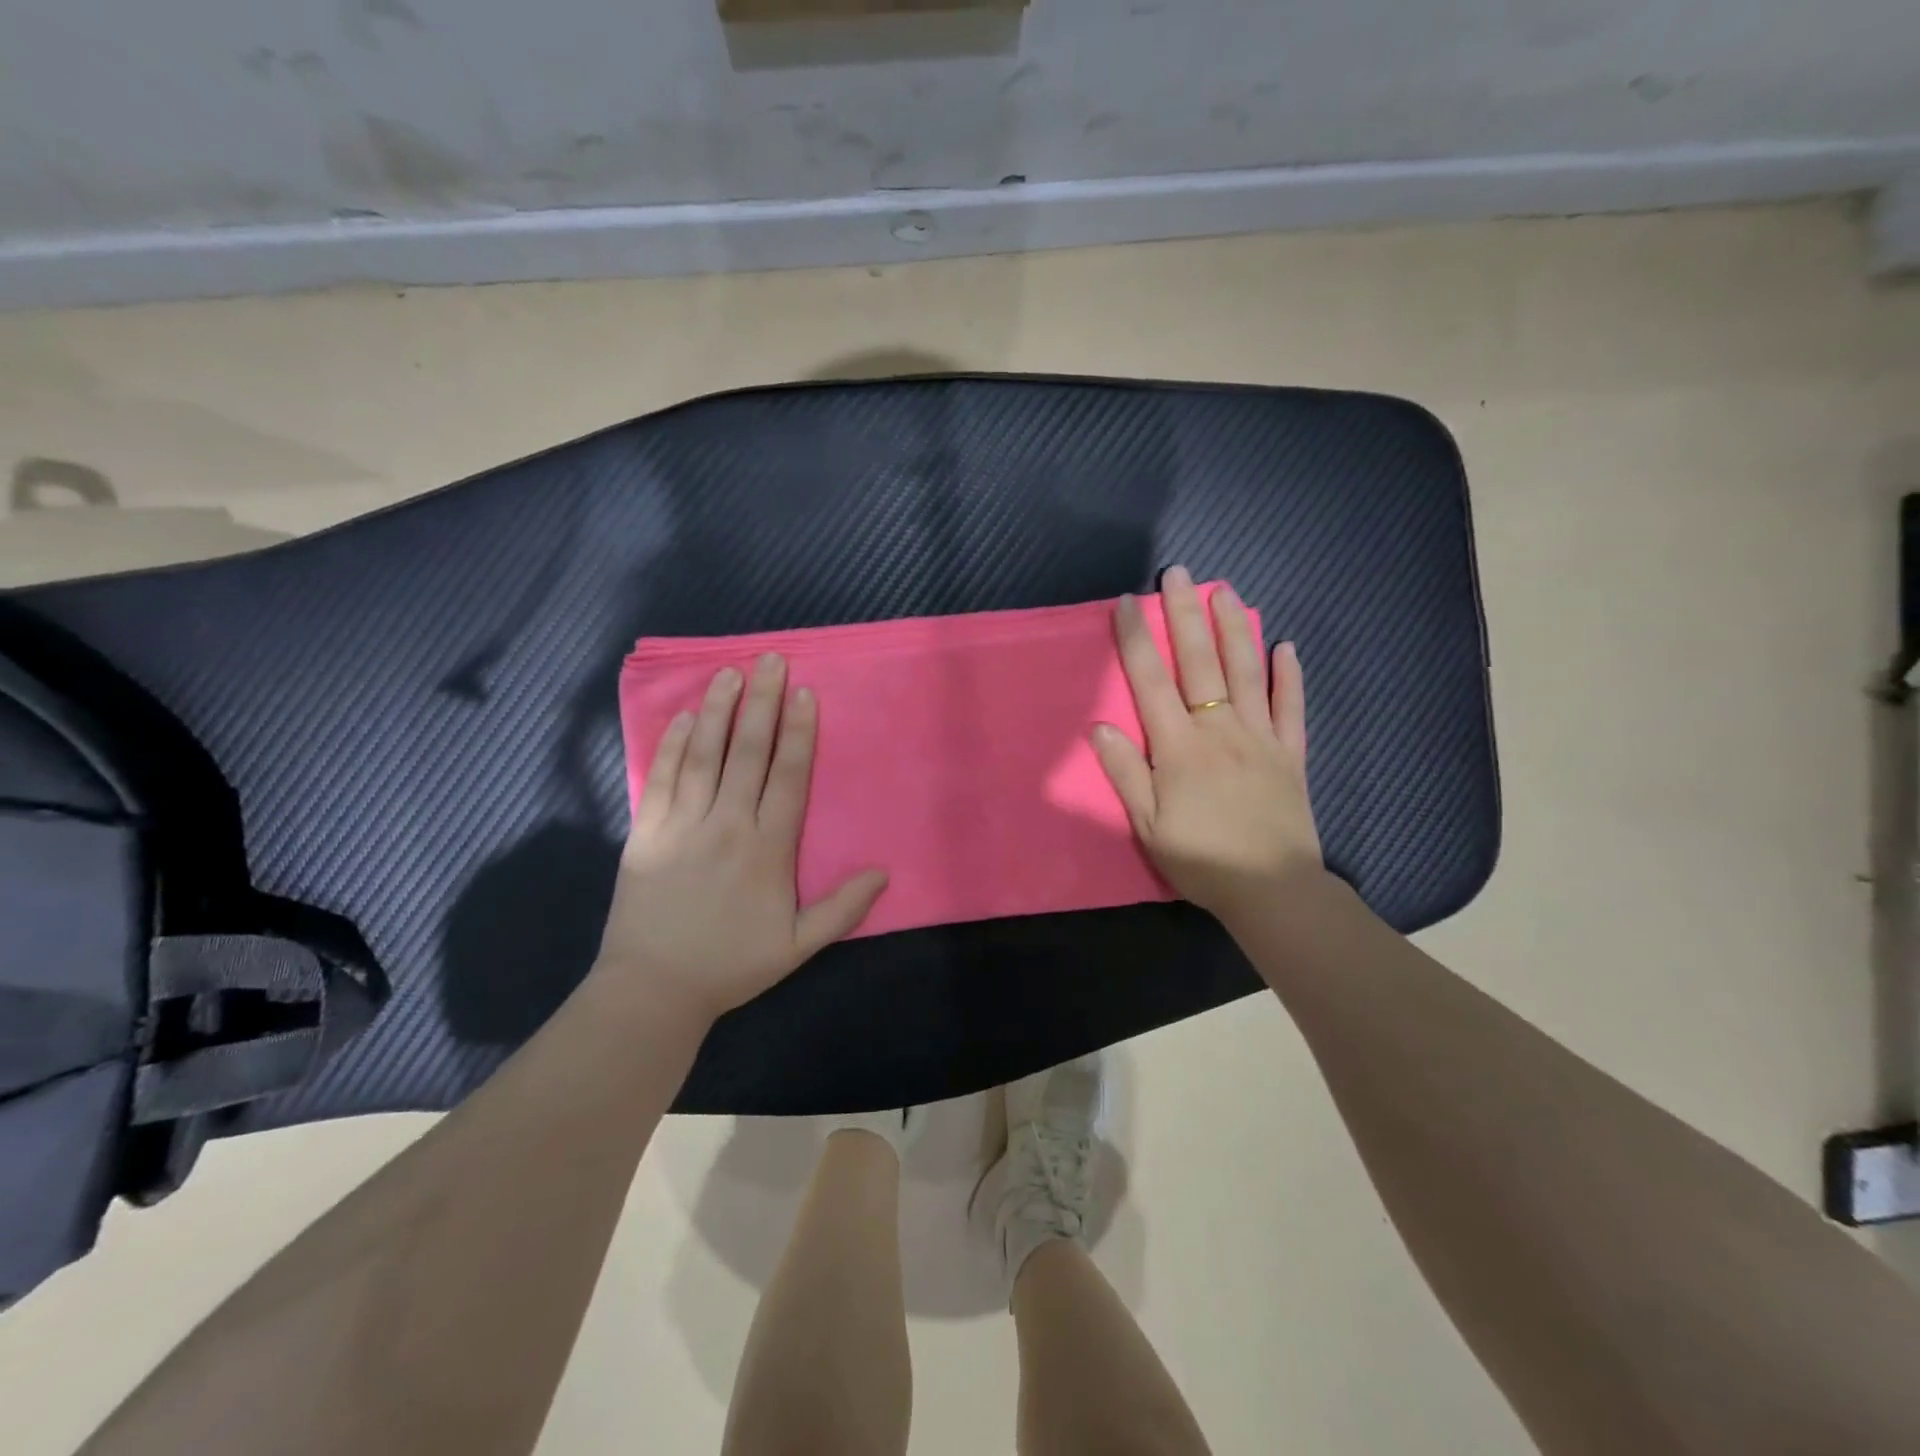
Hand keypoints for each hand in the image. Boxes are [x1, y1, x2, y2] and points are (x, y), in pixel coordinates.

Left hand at [596, 654, 888, 1024]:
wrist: (652, 989)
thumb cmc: (731, 965)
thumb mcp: (797, 946)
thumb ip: (842, 908)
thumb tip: (884, 872)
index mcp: (768, 849)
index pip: (788, 776)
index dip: (799, 732)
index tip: (804, 693)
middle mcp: (727, 825)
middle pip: (748, 753)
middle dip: (762, 703)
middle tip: (771, 660)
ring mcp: (682, 825)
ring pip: (705, 755)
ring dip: (720, 710)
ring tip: (730, 672)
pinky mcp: (646, 832)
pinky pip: (662, 777)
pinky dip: (674, 744)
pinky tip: (687, 717)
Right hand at [1091, 565, 1322, 924]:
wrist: (1273, 891)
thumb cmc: (1202, 861)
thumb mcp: (1148, 827)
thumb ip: (1126, 774)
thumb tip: (1100, 728)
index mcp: (1179, 748)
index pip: (1152, 682)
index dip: (1136, 640)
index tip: (1126, 603)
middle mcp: (1220, 731)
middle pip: (1201, 663)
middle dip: (1185, 615)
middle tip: (1180, 573)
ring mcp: (1261, 738)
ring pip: (1247, 672)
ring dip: (1235, 628)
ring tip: (1227, 591)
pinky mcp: (1291, 754)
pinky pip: (1291, 707)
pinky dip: (1289, 675)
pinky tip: (1286, 646)